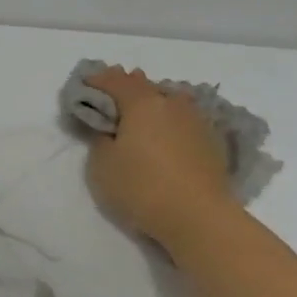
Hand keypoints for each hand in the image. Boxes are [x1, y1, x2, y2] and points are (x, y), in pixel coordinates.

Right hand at [84, 66, 237, 246]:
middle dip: (127, 87)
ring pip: (169, 101)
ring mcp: (196, 120)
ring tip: (142, 113)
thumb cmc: (142, 187)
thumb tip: (111, 130)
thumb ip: (101, 139)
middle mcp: (172, 103)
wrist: (199, 217)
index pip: (115, 80)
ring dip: (153, 103)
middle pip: (145, 86)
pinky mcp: (211, 140)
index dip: (98, 79)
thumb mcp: (102, 166)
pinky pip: (183, 120)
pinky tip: (166, 133)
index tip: (85, 83)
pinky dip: (170, 121)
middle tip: (113, 95)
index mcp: (142, 103)